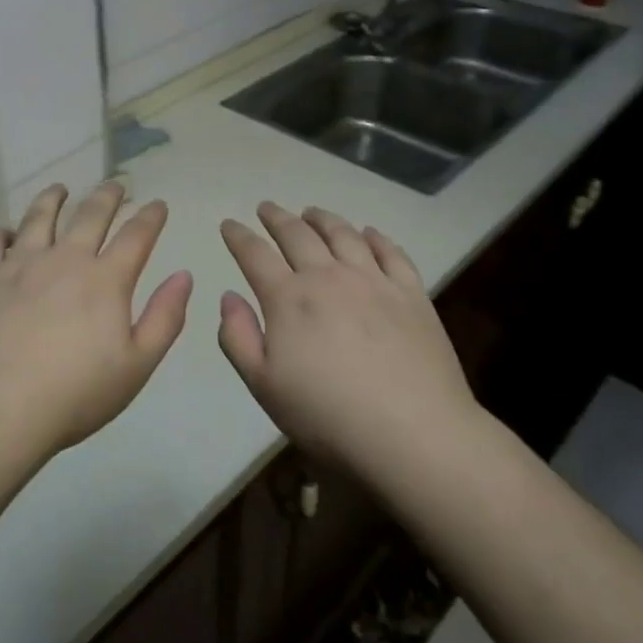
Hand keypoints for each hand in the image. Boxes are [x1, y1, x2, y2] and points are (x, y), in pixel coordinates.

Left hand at [0, 182, 192, 460]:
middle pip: (89, 215)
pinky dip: (1, 231)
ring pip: (39, 217)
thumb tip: (184, 275)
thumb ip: (164, 318)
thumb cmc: (74, 395)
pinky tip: (4, 231)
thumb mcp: (137, 366)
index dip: (150, 217)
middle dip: (107, 196)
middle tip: (115, 185)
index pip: (136, 236)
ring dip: (53, 199)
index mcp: (105, 280)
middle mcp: (64, 259)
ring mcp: (20, 264)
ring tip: (59, 189)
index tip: (157, 204)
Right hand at [218, 202, 477, 475]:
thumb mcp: (264, 386)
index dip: (239, 236)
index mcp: (288, 299)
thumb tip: (229, 296)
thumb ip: (238, 337)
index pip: (255, 254)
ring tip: (311, 212)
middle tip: (266, 208)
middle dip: (277, 218)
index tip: (229, 224)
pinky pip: (391, 252)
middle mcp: (328, 277)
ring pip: (343, 235)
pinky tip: (369, 233)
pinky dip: (375, 237)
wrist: (413, 433)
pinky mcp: (412, 294)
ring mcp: (374, 281)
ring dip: (322, 219)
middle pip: (297, 235)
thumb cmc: (328, 417)